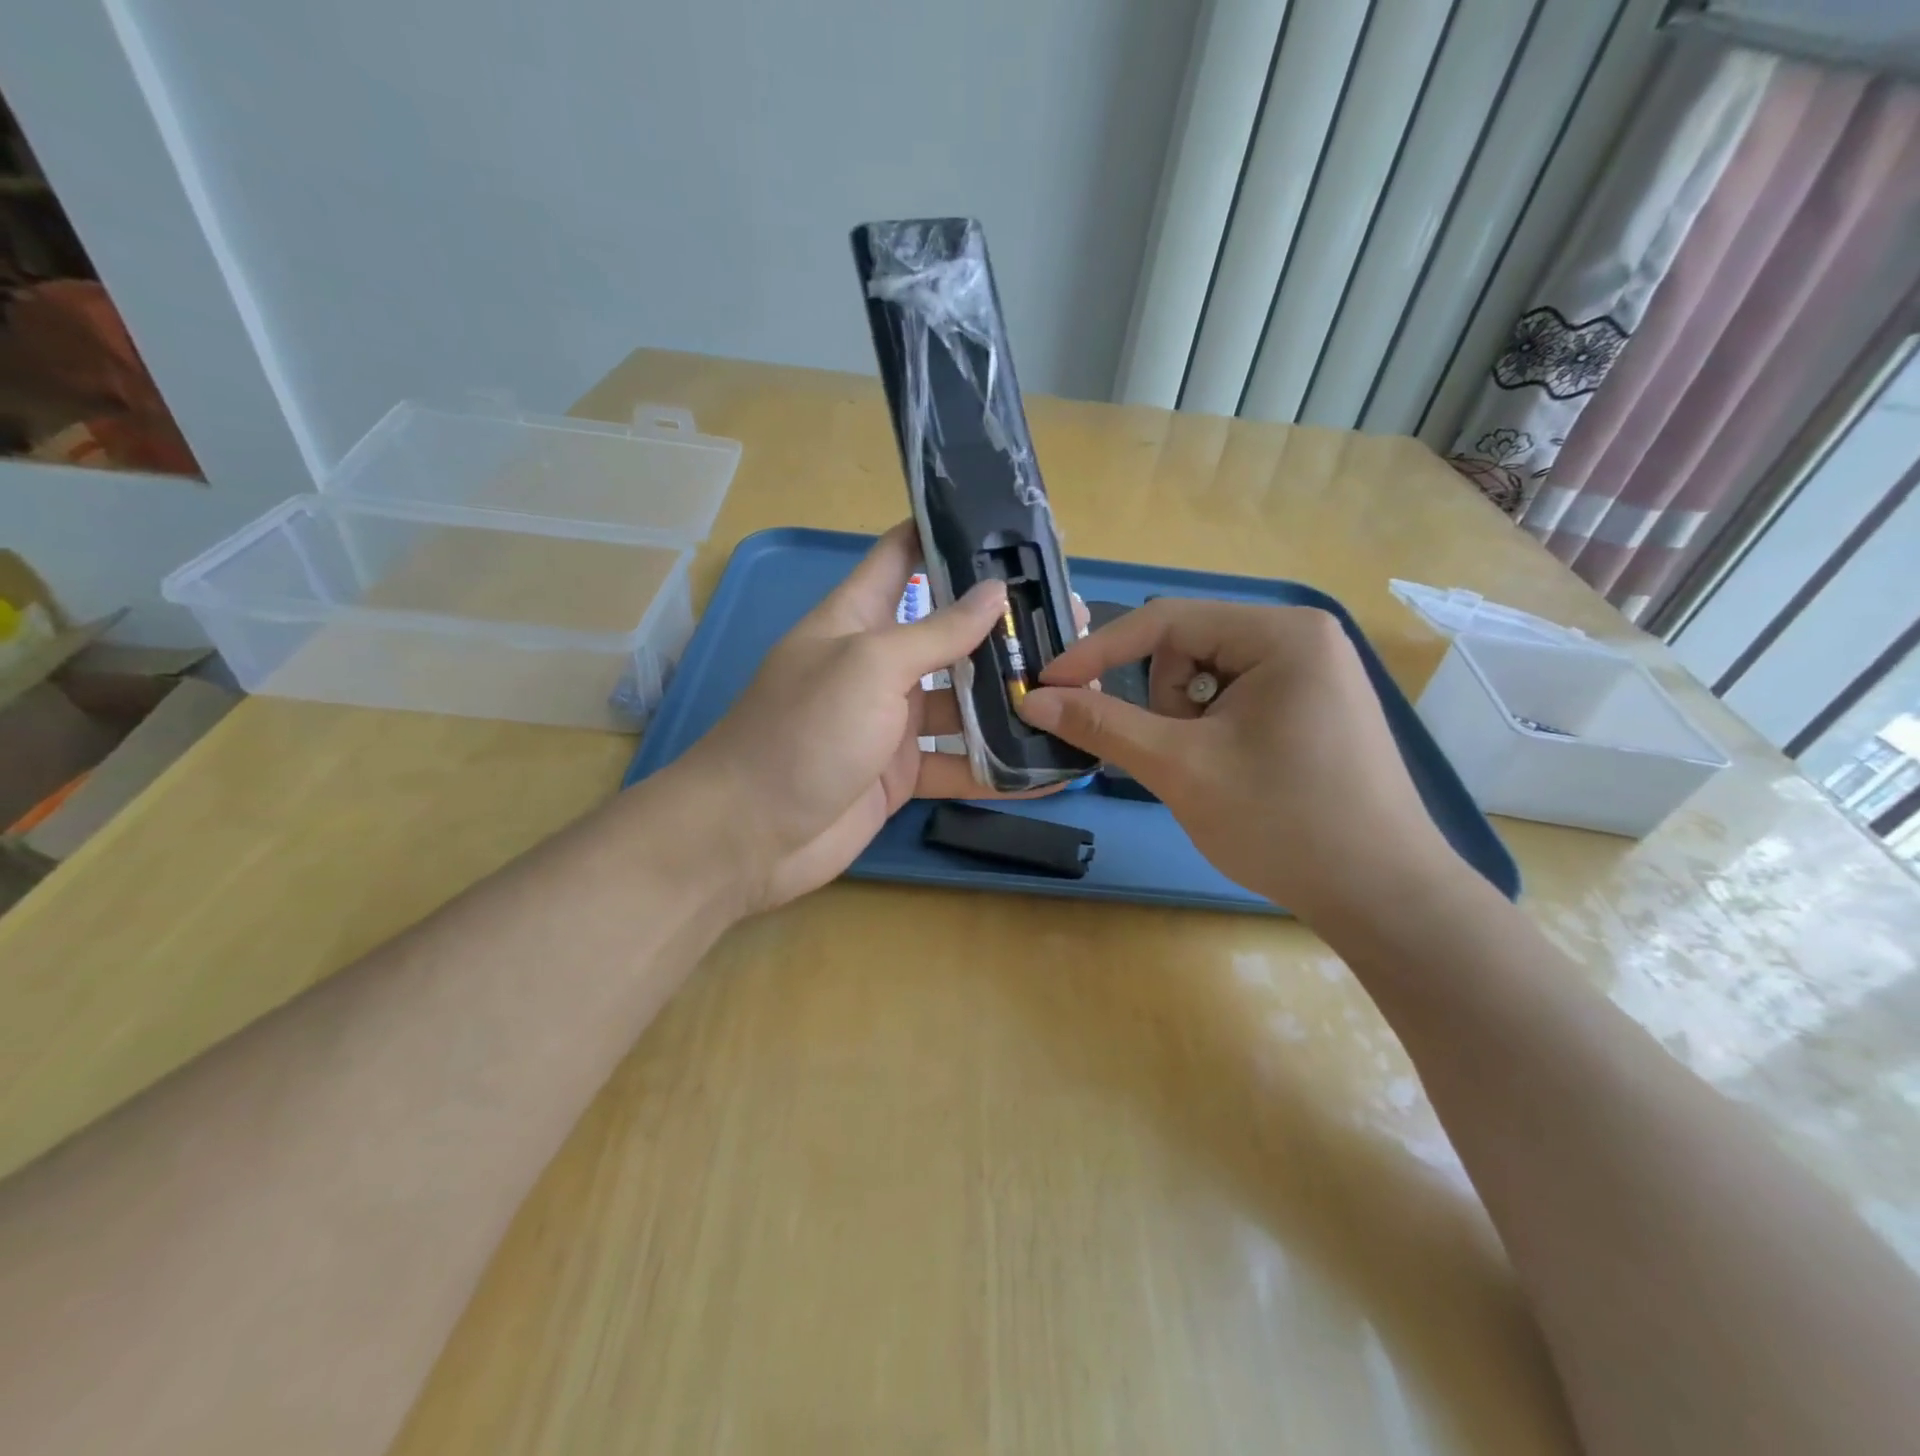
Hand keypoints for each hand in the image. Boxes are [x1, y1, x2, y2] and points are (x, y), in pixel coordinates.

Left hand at [666, 523, 1037, 914]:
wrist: (750, 836)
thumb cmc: (803, 732)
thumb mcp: (869, 666)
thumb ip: (935, 631)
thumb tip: (994, 590)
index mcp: (856, 618)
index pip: (901, 556)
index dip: (946, 534)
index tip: (1006, 524)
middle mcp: (877, 664)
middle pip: (948, 634)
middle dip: (1002, 627)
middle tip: (1070, 619)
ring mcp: (891, 723)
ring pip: (962, 702)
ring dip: (1009, 699)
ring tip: (1075, 689)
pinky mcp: (902, 774)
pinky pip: (959, 764)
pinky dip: (999, 768)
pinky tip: (1050, 768)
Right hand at [1018, 599, 1464, 922]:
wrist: (1383, 897)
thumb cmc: (1282, 821)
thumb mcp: (1180, 768)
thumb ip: (1102, 725)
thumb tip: (1032, 699)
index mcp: (1280, 633)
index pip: (1164, 620)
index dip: (1097, 653)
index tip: (1047, 688)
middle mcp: (1301, 638)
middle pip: (1188, 649)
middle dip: (1162, 703)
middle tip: (1175, 756)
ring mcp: (1313, 674)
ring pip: (1207, 679)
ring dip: (1185, 723)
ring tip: (1210, 772)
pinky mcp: (1314, 708)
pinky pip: (1235, 701)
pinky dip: (1211, 733)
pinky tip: (1231, 774)